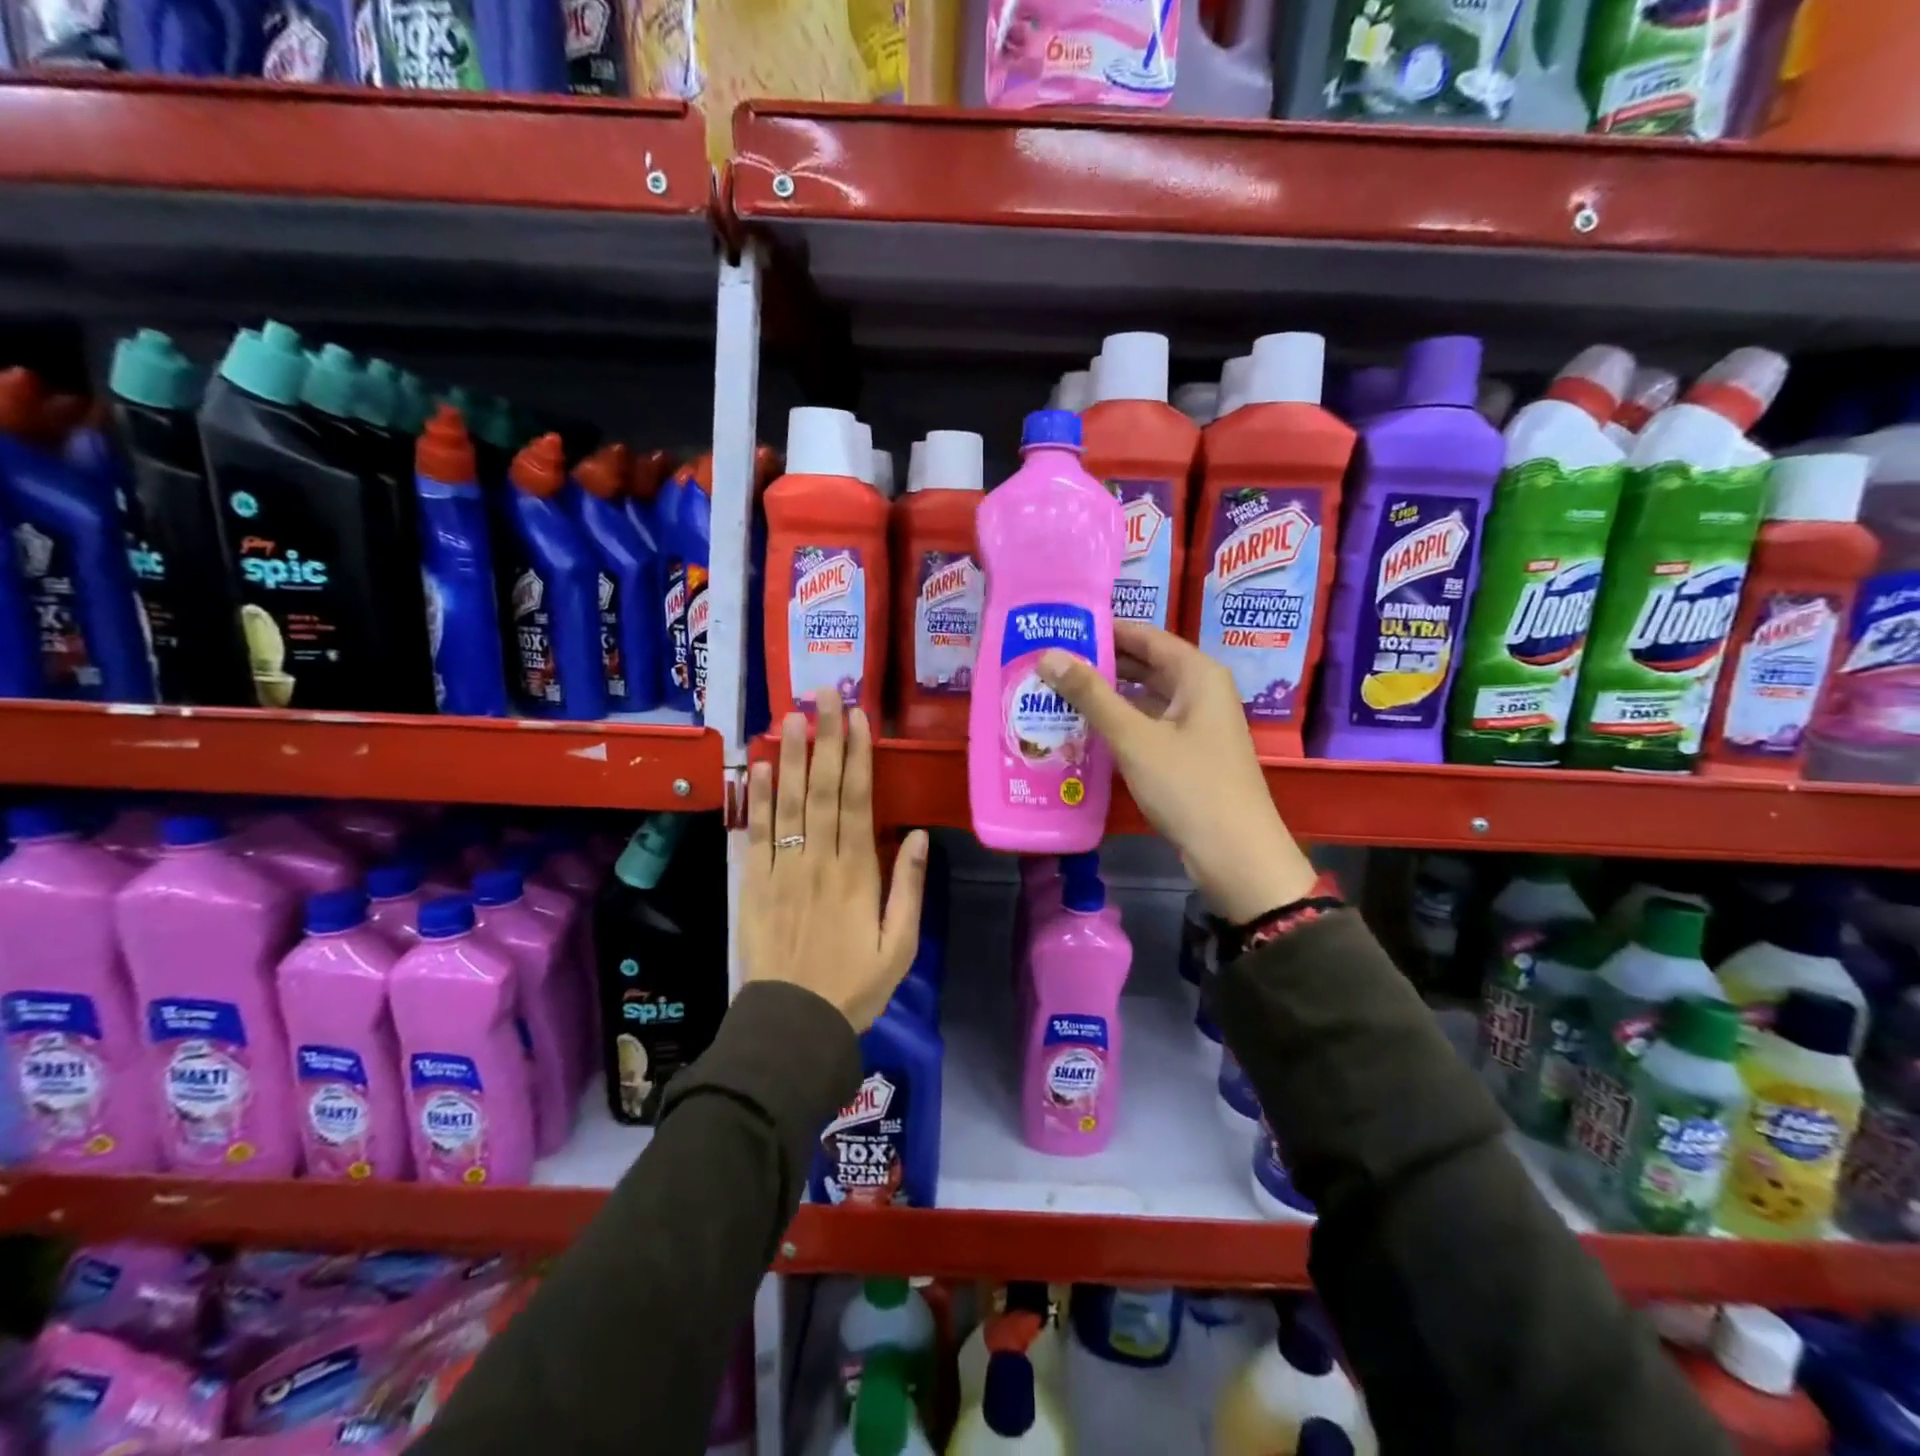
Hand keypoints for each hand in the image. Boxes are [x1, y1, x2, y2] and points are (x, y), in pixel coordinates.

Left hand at [742, 691, 928, 1030]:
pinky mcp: (753, 885)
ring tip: (790, 716)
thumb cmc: (855, 987)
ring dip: (788, 757)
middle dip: (825, 739)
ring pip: (787, 804)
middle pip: (821, 790)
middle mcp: (818, 862)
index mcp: (857, 874)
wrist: (793, 1025)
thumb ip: (907, 888)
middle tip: (824, 695)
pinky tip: (757, 768)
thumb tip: (915, 834)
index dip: (857, 756)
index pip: (857, 801)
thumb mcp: (900, 946)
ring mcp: (782, 870)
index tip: (857, 718)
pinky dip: (756, 800)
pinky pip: (755, 835)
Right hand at [1038, 622, 1315, 923]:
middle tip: (1050, 664)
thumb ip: (1091, 695)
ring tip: (1058, 693)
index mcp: (1198, 675)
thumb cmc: (1189, 786)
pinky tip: (1085, 730)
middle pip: (1145, 665)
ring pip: (1146, 698)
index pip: (1145, 635)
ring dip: (1107, 696)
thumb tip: (1049, 655)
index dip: (1104, 630)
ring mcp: (1197, 725)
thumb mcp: (1134, 737)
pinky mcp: (1190, 755)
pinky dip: (1121, 724)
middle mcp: (1201, 692)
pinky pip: (1149, 726)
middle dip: (1100, 664)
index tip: (1060, 629)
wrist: (1235, 854)